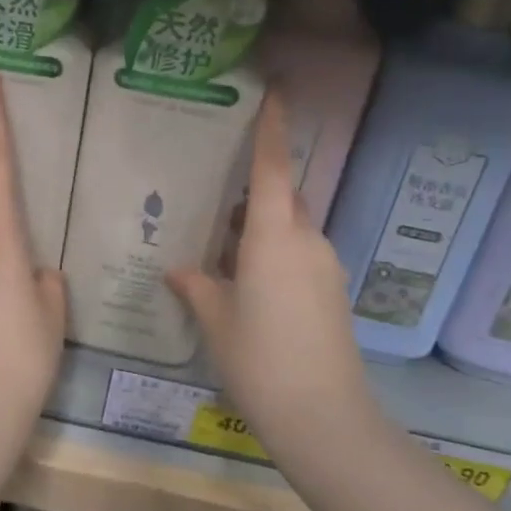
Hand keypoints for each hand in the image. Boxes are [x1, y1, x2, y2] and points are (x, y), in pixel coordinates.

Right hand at [169, 93, 374, 447]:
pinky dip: (274, 255)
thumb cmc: (260, 359)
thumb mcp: (217, 321)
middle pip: (283, 199)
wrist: (323, 417)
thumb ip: (197, 287)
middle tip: (217, 199)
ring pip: (292, 230)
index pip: (273, 168)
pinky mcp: (332, 294)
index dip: (272, 129)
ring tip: (223, 248)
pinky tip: (247, 284)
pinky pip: (300, 256)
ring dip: (262, 229)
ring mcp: (325, 268)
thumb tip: (178, 270)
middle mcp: (307, 241)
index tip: (275, 92)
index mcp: (274, 237)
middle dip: (256, 192)